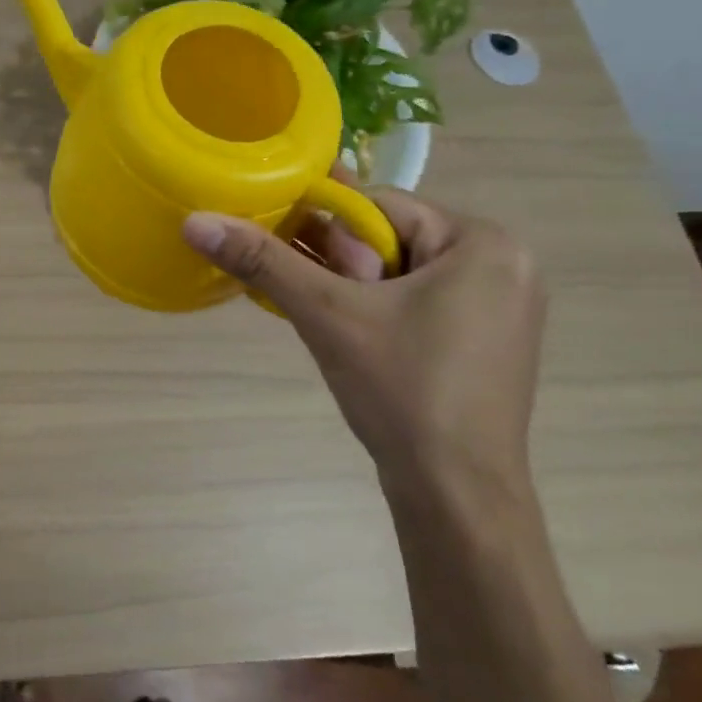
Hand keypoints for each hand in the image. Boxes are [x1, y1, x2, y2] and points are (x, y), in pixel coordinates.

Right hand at [182, 176, 546, 496]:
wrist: (456, 495)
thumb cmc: (402, 390)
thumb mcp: (327, 315)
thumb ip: (263, 261)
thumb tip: (196, 221)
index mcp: (482, 242)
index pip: (378, 205)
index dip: (322, 227)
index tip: (286, 255)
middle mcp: (505, 264)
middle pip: (390, 239)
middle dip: (339, 266)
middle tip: (313, 302)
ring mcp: (502, 308)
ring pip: (400, 273)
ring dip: (353, 291)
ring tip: (328, 324)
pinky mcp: (488, 343)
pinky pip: (418, 304)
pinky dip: (378, 312)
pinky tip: (353, 341)